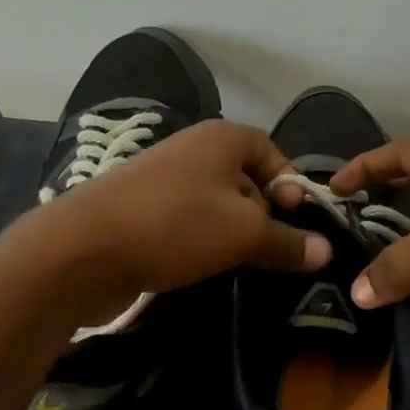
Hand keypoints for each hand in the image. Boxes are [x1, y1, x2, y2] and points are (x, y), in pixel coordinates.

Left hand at [7, 120, 330, 323]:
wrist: (83, 250)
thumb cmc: (176, 226)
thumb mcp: (244, 234)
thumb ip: (288, 241)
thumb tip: (326, 251)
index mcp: (220, 139)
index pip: (271, 152)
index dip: (290, 185)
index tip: (299, 222)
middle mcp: (192, 151)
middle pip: (245, 180)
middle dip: (265, 216)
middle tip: (276, 252)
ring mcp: (162, 182)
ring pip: (216, 206)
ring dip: (234, 235)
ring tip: (244, 266)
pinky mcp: (141, 213)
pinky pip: (187, 224)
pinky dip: (203, 244)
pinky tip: (207, 270)